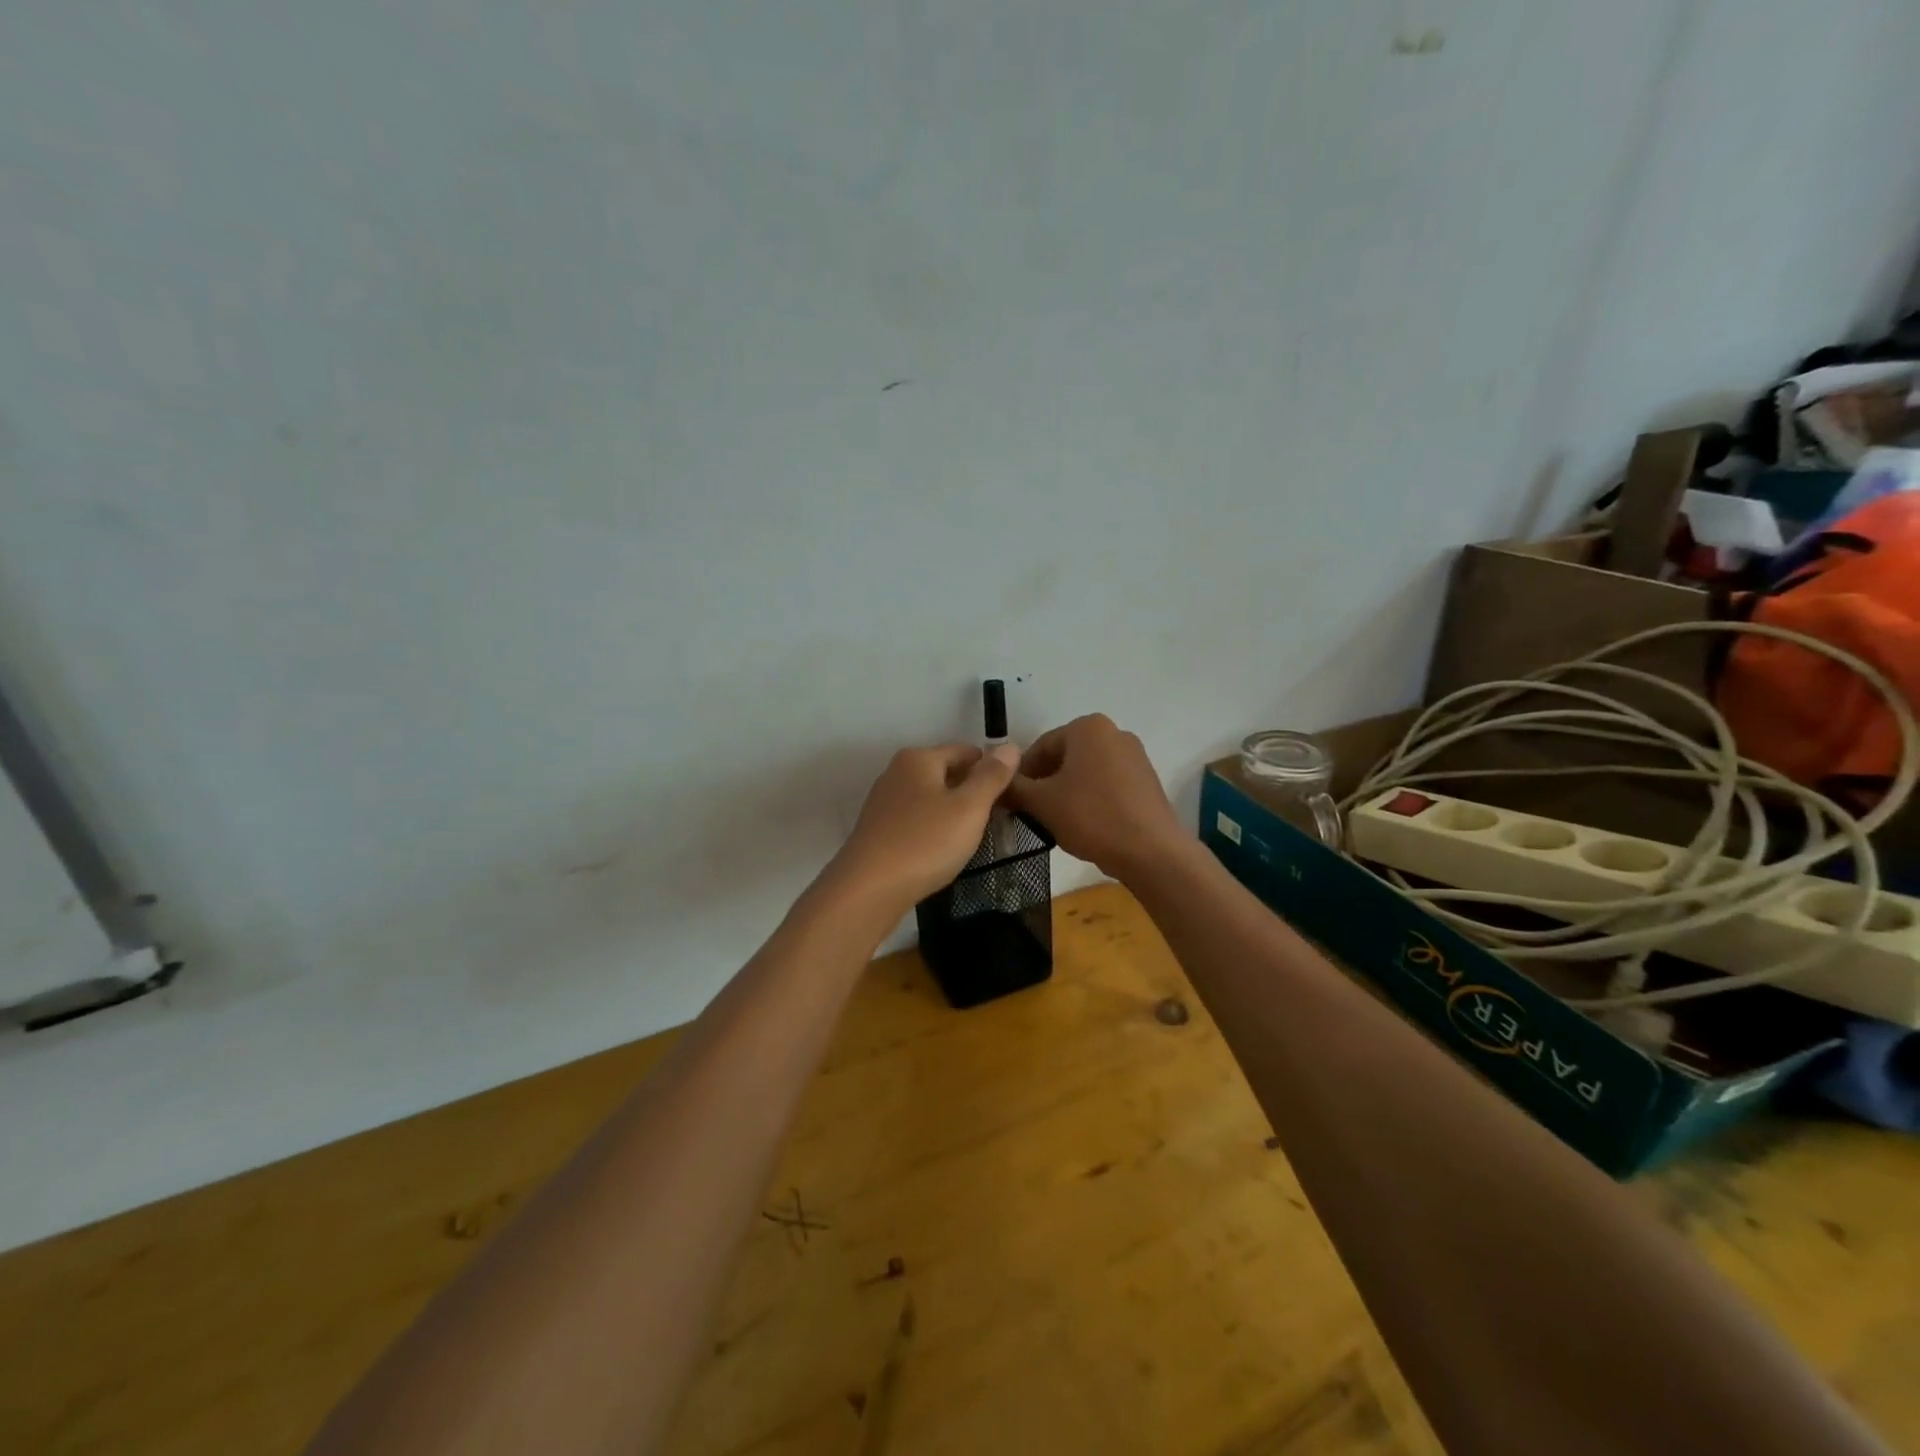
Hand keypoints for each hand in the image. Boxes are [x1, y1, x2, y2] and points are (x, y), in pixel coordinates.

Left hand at [826, 743, 1021, 913]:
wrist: (868, 889)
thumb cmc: (924, 842)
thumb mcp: (969, 808)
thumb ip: (991, 776)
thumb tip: (1009, 746)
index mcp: (919, 758)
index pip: (966, 751)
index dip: (992, 769)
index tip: (1012, 796)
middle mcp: (897, 773)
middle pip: (946, 773)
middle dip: (972, 792)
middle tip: (998, 820)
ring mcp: (885, 802)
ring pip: (931, 798)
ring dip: (954, 813)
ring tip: (975, 838)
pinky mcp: (879, 830)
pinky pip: (917, 820)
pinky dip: (934, 830)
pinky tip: (944, 851)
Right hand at [1005, 714, 1185, 879]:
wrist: (1151, 851)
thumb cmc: (1091, 817)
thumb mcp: (1042, 803)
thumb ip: (1013, 788)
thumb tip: (996, 785)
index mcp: (1087, 727)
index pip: (1040, 747)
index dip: (1020, 774)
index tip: (1011, 800)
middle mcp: (1114, 732)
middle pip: (1064, 757)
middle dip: (1044, 782)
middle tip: (1030, 811)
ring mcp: (1135, 756)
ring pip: (1085, 771)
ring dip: (1066, 792)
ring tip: (1055, 821)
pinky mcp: (1146, 780)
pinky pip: (1107, 783)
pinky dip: (1090, 798)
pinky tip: (1084, 824)